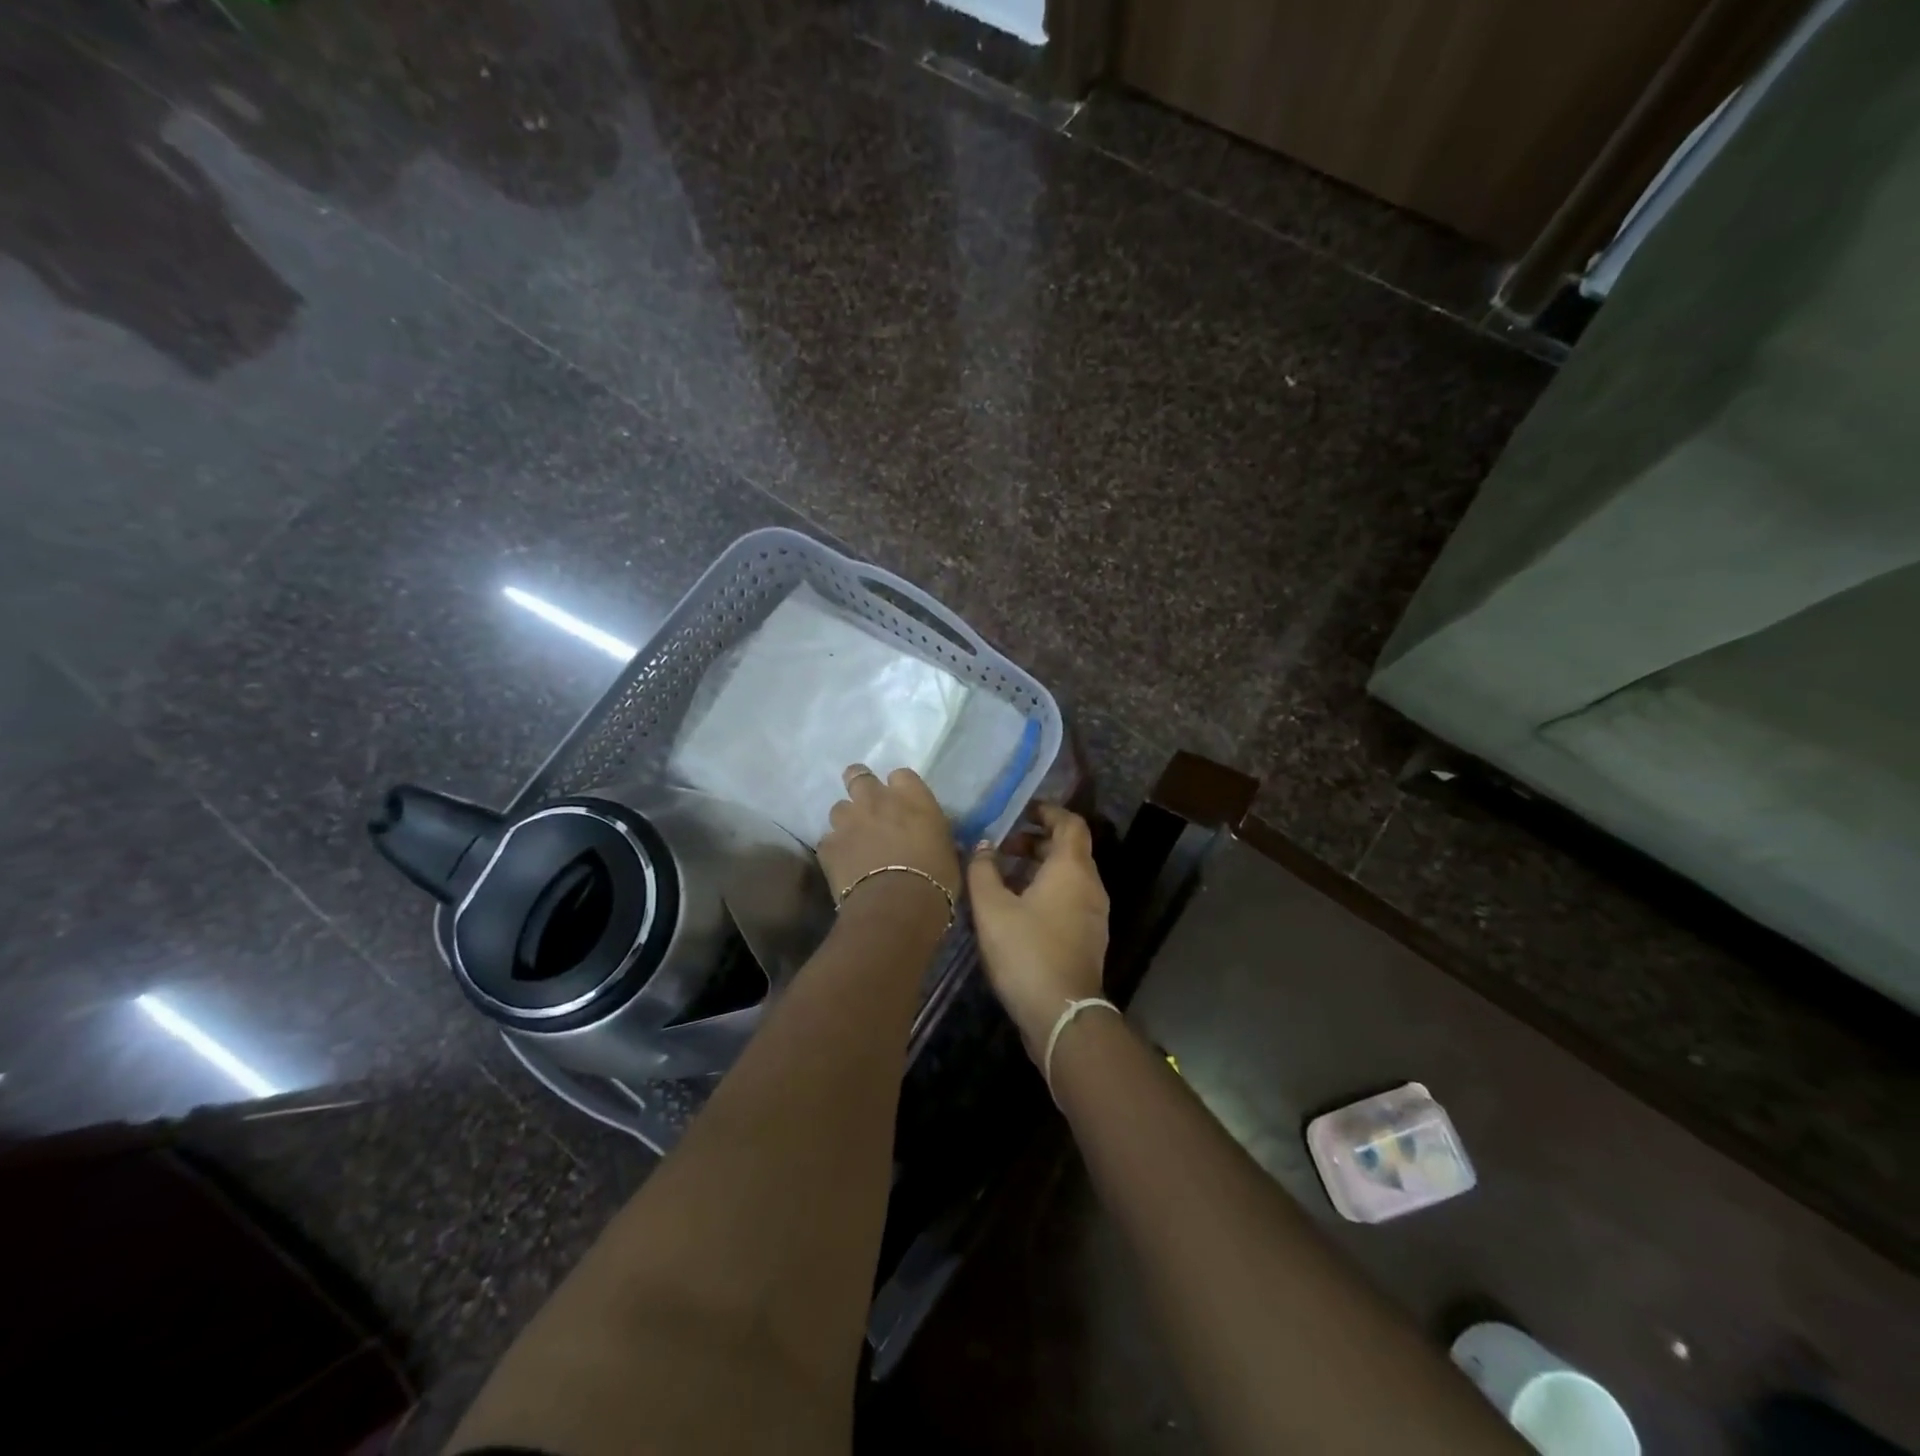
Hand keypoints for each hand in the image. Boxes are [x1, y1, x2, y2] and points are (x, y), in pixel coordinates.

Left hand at [817, 764, 960, 931]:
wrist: (897, 905)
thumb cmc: (936, 878)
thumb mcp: (947, 849)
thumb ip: (933, 832)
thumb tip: (929, 834)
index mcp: (912, 797)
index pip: (901, 775)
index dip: (899, 788)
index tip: (902, 803)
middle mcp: (876, 800)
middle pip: (858, 775)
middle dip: (860, 785)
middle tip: (867, 805)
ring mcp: (848, 821)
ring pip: (839, 808)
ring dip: (847, 820)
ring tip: (855, 840)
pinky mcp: (828, 846)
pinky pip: (829, 841)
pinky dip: (836, 849)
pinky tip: (844, 865)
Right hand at [967, 804, 1108, 1052]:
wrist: (1061, 1013)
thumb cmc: (1026, 951)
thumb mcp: (992, 908)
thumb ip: (983, 870)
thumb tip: (982, 845)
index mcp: (1072, 868)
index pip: (1071, 823)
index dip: (1048, 812)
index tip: (1021, 812)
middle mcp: (1090, 885)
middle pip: (1070, 848)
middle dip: (1037, 841)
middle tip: (1004, 847)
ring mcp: (1094, 913)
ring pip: (1070, 875)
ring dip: (1041, 867)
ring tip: (1005, 876)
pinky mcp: (1089, 937)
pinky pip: (1071, 898)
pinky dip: (1048, 890)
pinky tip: (1019, 908)